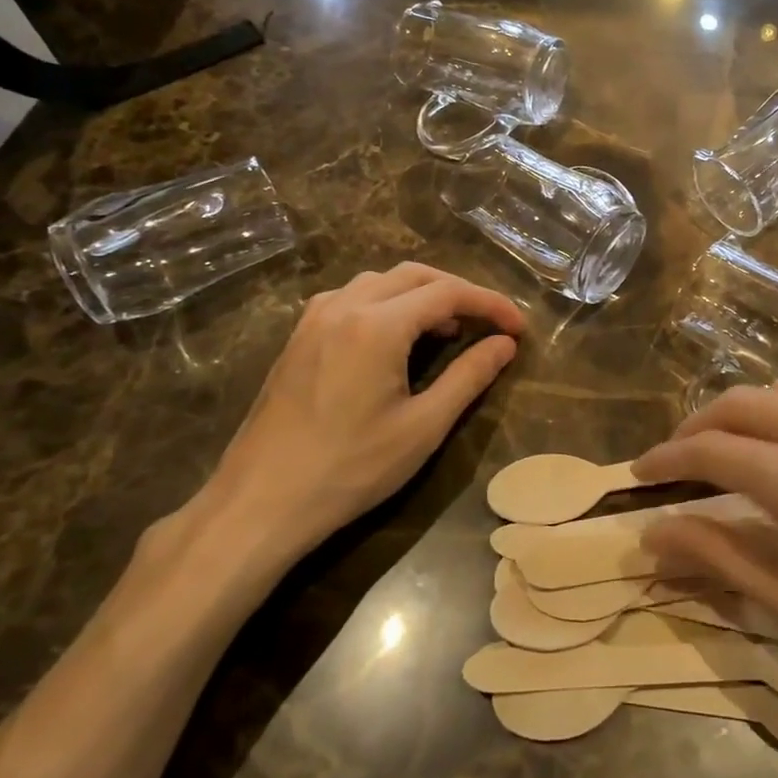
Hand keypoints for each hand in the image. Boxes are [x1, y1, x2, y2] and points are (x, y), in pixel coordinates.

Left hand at [197, 263, 524, 564]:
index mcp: (377, 325)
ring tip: (445, 329)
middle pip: (414, 274)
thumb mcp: (422, 427)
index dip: (490, 304)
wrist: (260, 503)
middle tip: (488, 323)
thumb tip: (504, 344)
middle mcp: (344, 306)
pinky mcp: (298, 337)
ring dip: (420, 293)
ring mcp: (315, 319)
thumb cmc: (349, 468)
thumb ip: (468, 376)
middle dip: (458, 291)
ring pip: (380, 281)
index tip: (518, 328)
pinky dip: (386, 302)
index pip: (448, 292)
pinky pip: (351, 297)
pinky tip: (393, 337)